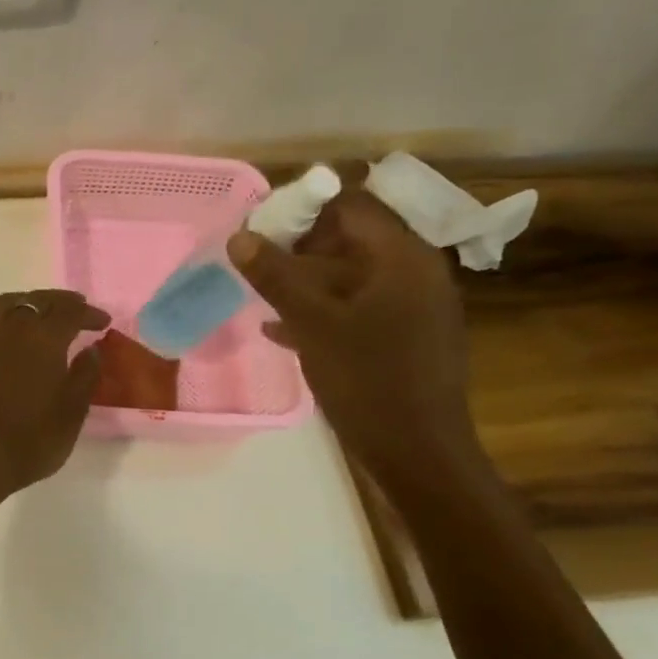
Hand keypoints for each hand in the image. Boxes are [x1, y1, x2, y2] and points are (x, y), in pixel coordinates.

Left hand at [0, 289, 109, 495]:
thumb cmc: (33, 439)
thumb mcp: (73, 411)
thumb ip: (85, 375)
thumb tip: (91, 350)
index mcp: (44, 339)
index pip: (71, 312)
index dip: (89, 313)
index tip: (103, 323)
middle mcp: (10, 329)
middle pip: (36, 301)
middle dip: (58, 302)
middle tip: (73, 308)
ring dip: (19, 303)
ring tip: (30, 311)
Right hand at [227, 189, 483, 486]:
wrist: (417, 452)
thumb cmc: (367, 380)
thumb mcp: (312, 324)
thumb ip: (275, 276)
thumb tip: (239, 236)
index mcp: (402, 257)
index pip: (351, 205)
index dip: (302, 211)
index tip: (260, 230)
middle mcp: (416, 272)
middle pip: (351, 240)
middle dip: (299, 249)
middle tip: (256, 267)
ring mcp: (414, 307)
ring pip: (351, 277)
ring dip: (307, 283)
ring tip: (262, 297)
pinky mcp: (407, 338)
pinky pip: (360, 308)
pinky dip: (324, 312)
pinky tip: (283, 331)